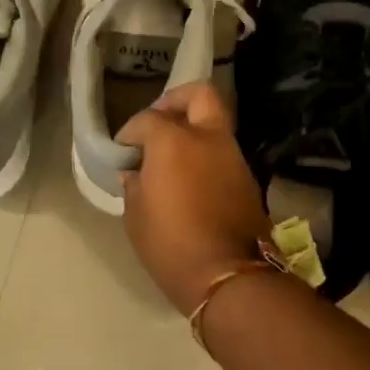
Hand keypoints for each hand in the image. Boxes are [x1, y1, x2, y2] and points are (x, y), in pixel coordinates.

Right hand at [116, 82, 273, 314]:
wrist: (227, 275)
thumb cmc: (170, 244)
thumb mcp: (136, 216)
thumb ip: (134, 185)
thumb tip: (135, 173)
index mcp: (174, 141)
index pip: (147, 119)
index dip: (130, 133)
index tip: (122, 152)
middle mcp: (208, 138)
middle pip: (199, 95)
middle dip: (176, 101)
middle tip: (159, 123)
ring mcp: (233, 156)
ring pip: (215, 124)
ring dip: (194, 130)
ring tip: (173, 157)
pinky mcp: (247, 178)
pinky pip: (223, 152)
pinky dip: (206, 155)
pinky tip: (190, 179)